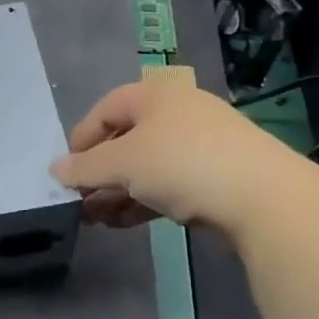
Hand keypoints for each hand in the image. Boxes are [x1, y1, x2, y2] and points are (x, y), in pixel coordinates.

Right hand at [52, 77, 290, 236]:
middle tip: (79, 200)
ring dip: (118, 192)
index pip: (107, 108)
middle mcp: (178, 113)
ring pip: (147, 166)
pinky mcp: (215, 178)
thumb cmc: (182, 163)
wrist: (262, 197)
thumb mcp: (124, 163)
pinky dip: (143, 201)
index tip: (66, 169)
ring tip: (95, 220)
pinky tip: (123, 224)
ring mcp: (200, 146)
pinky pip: (168, 185)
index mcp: (156, 94)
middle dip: (100, 172)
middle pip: (126, 139)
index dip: (82, 136)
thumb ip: (86, 167)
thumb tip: (55, 169)